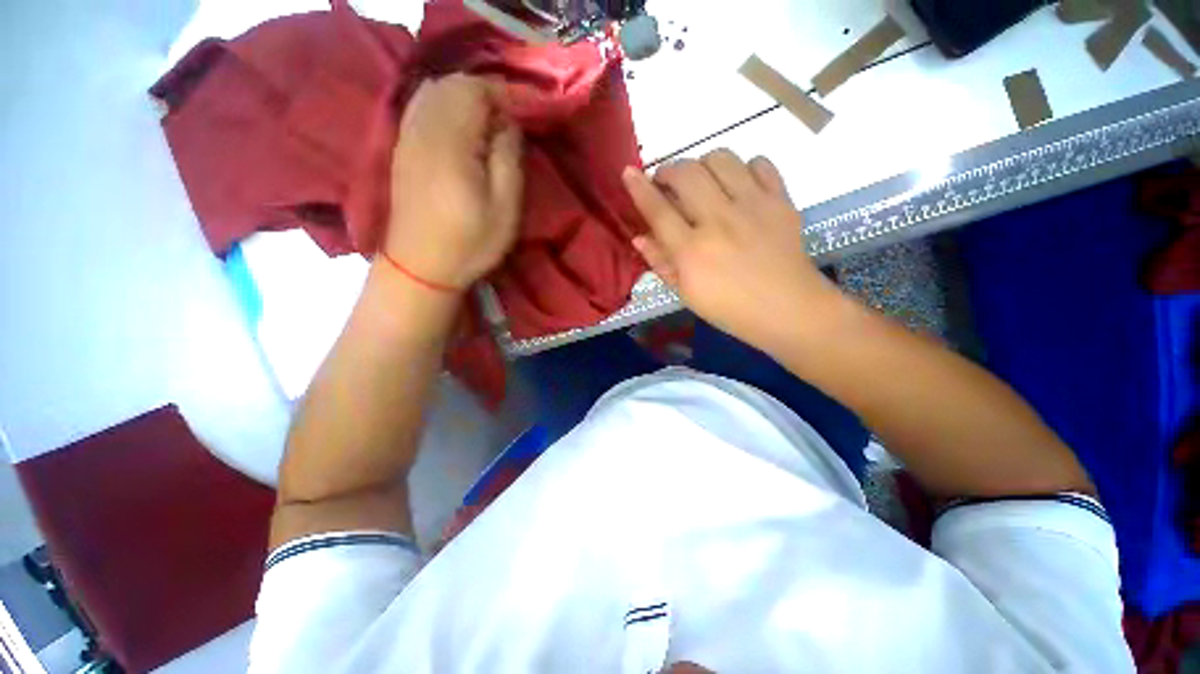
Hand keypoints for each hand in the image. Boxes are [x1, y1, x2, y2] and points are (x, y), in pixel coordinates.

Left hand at [384, 74, 524, 290]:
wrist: (421, 267)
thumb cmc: (470, 243)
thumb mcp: (505, 209)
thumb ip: (508, 158)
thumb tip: (508, 122)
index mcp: (451, 143)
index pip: (475, 91)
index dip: (506, 93)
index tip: (530, 109)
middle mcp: (422, 129)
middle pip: (452, 84)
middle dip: (486, 92)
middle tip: (512, 117)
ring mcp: (406, 136)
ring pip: (433, 90)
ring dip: (465, 96)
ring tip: (489, 120)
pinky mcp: (401, 147)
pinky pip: (420, 106)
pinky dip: (444, 103)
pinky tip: (460, 126)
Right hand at [622, 150, 845, 353]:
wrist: (787, 309)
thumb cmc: (729, 308)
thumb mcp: (686, 294)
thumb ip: (661, 263)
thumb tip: (639, 237)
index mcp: (692, 251)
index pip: (658, 210)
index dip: (639, 188)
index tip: (628, 172)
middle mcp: (719, 221)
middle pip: (686, 174)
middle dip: (669, 171)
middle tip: (667, 183)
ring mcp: (752, 207)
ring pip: (721, 159)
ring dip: (703, 165)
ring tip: (702, 181)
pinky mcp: (780, 201)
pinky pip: (760, 163)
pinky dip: (744, 168)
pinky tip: (739, 186)